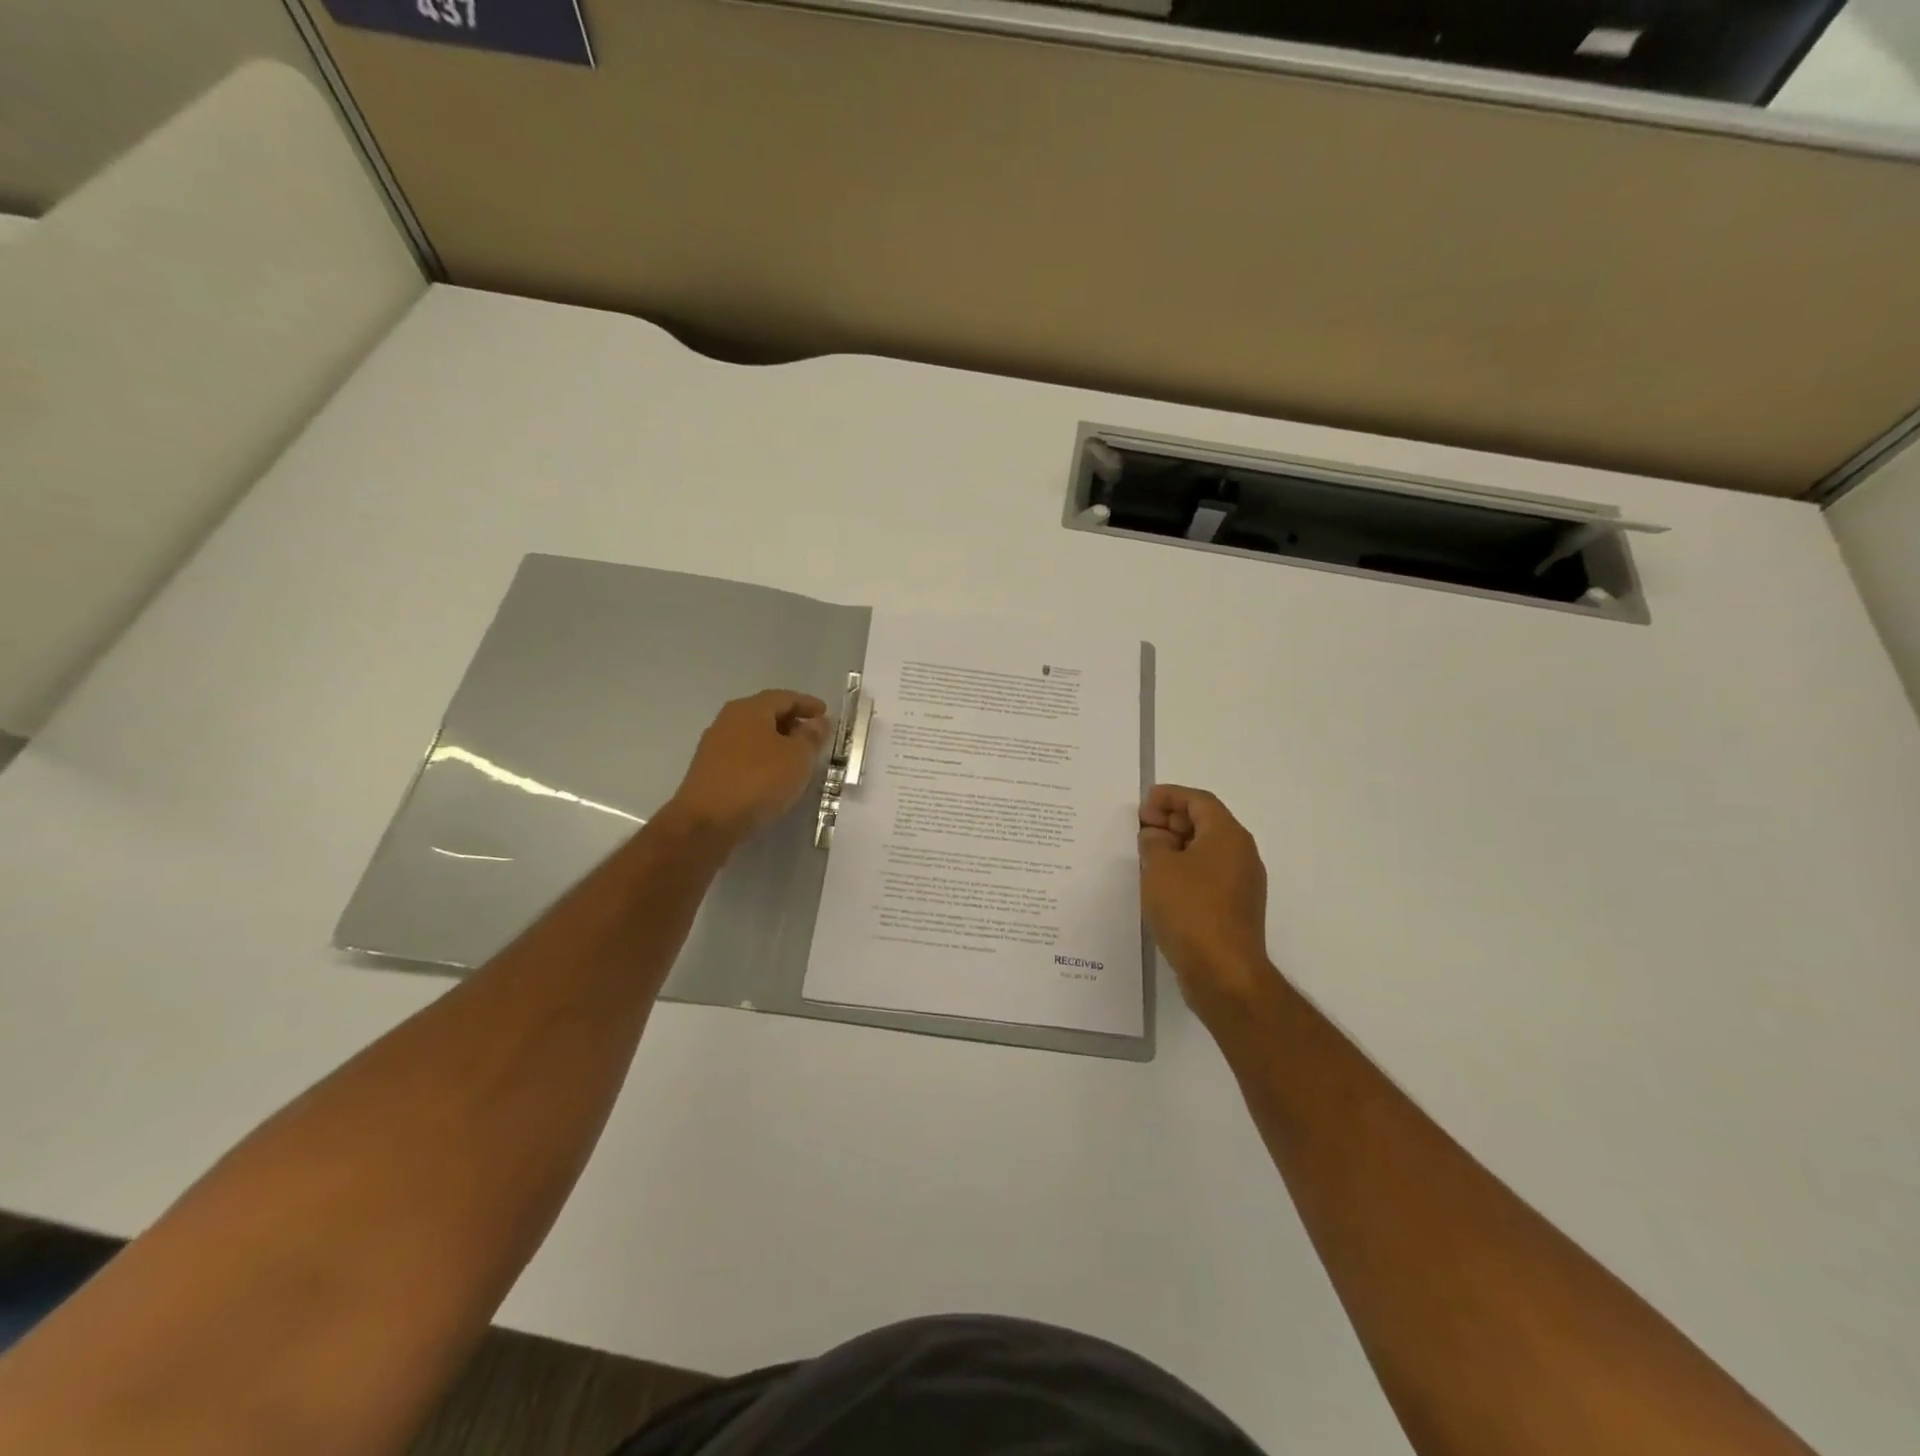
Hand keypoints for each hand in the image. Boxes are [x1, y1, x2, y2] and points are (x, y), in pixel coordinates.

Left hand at [666, 690, 831, 846]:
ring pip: (753, 735)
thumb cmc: (758, 781)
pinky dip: (763, 758)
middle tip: (813, 734)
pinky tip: (773, 774)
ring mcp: (715, 746)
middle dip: (791, 721)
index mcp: (749, 709)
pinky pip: (743, 755)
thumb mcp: (797, 757)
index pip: (784, 697)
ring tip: (797, 757)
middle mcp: (728, 721)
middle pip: (765, 713)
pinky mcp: (710, 770)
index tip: (826, 713)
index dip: (807, 703)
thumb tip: (818, 722)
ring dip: (777, 742)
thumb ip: (811, 737)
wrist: (707, 822)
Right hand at [1139, 785, 1278, 1018]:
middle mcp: (1242, 854)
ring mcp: (1242, 883)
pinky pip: (1209, 875)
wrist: (1223, 971)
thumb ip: (1153, 843)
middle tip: (1141, 829)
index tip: (1142, 805)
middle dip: (1172, 820)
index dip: (1169, 796)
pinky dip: (1186, 870)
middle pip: (1206, 823)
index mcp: (1228, 835)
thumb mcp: (1159, 867)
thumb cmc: (1190, 909)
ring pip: (1207, 851)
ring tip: (1146, 855)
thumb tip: (1157, 837)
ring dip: (1177, 846)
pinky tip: (1162, 884)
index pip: (1198, 801)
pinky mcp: (1236, 909)